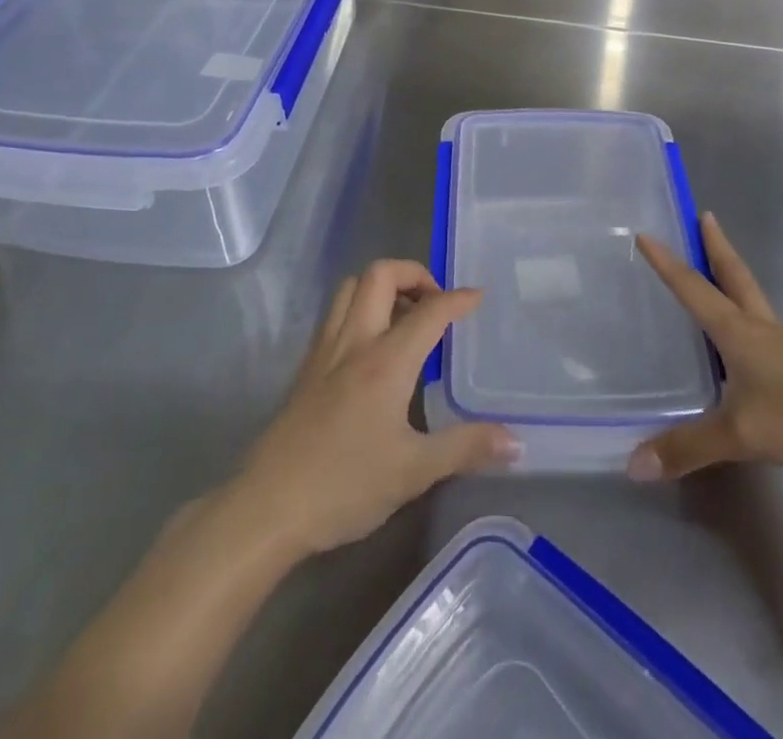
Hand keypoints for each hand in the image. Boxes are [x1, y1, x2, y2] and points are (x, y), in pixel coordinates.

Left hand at [232, 259, 518, 557]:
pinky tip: (372, 346)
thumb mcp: (413, 472)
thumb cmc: (344, 485)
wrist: (267, 508)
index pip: (429, 311)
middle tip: (435, 302)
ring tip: (406, 317)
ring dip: (383, 286)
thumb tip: (515, 441)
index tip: (478, 297)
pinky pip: (336, 313)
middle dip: (414, 273)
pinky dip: (361, 307)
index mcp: (386, 360)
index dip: (458, 298)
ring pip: (352, 287)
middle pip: (381, 275)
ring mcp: (325, 350)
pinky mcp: (306, 367)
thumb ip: (465, 448)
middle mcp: (355, 341)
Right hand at [628, 213, 782, 484]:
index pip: (695, 288)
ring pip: (753, 302)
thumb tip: (632, 465)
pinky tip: (745, 346)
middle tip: (704, 217)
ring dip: (732, 279)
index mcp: (742, 332)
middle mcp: (763, 330)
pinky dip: (747, 320)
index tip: (646, 232)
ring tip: (715, 273)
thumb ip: (687, 448)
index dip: (667, 263)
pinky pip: (765, 334)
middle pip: (735, 277)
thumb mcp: (741, 436)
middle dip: (716, 247)